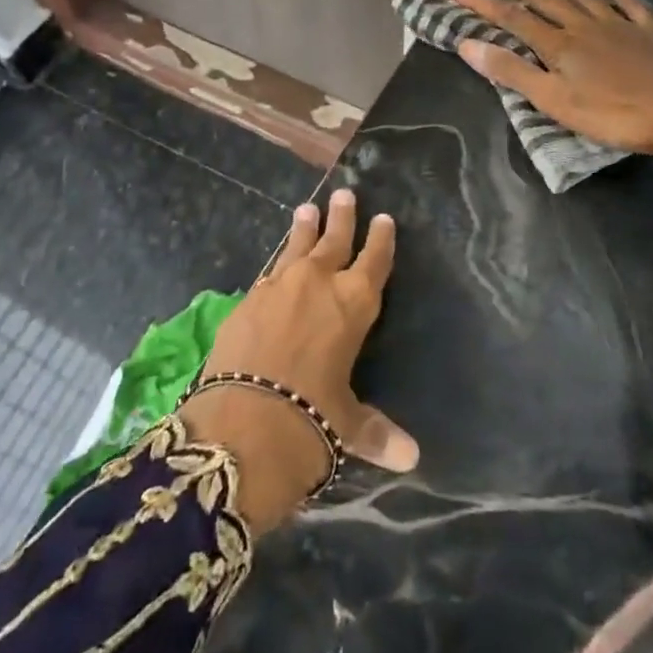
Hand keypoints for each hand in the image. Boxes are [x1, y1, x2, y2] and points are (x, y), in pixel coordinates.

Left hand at [181, 189, 417, 532]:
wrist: (241, 421)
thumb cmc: (309, 420)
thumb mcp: (347, 425)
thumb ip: (376, 432)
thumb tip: (411, 458)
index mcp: (354, 304)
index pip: (374, 261)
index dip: (381, 240)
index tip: (384, 219)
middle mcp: (319, 283)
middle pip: (335, 240)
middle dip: (342, 217)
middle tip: (345, 194)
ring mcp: (279, 286)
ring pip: (297, 246)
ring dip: (304, 228)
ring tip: (307, 208)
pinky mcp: (247, 298)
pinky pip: (269, 273)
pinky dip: (277, 264)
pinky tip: (276, 265)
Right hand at [447, 0, 652, 183]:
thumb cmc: (614, 115)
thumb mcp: (555, 101)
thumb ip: (512, 72)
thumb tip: (467, 44)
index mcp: (558, 46)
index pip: (511, 18)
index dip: (482, 1)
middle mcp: (583, 26)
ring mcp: (617, 24)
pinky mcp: (648, 31)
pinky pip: (624, 2)